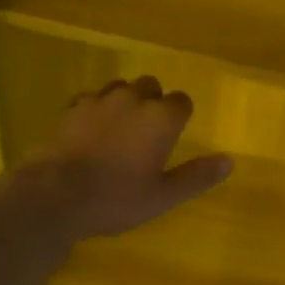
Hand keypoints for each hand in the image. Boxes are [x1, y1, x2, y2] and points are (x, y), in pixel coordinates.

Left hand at [25, 77, 232, 240]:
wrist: (55, 195)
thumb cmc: (117, 198)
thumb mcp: (163, 196)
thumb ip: (197, 176)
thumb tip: (230, 160)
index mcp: (161, 118)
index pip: (182, 102)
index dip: (180, 117)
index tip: (173, 137)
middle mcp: (133, 100)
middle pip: (151, 86)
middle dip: (153, 103)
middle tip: (148, 134)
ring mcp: (99, 100)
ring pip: (121, 88)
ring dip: (125, 101)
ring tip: (120, 129)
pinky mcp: (72, 107)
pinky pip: (91, 98)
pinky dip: (96, 108)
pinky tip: (91, 130)